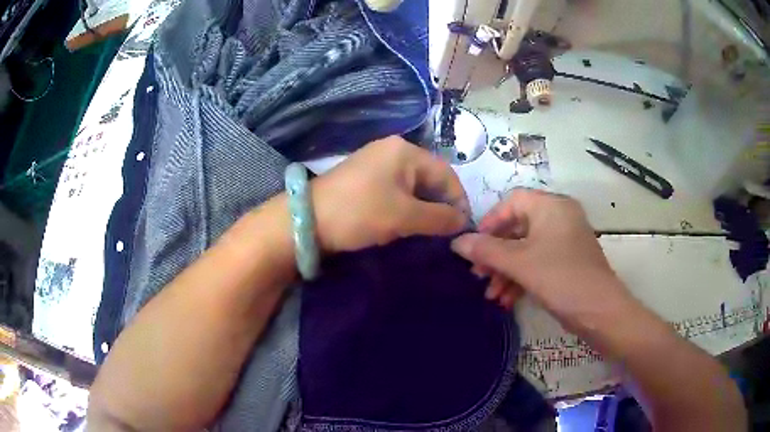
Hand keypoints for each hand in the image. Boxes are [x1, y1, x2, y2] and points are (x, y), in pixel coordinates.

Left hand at [312, 136, 469, 252]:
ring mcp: (376, 163)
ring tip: (429, 232)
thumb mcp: (404, 217)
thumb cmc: (359, 213)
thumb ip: (439, 218)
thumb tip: (463, 222)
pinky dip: (406, 207)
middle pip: (430, 178)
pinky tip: (407, 224)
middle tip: (446, 233)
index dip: (459, 201)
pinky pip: (396, 190)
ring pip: (413, 186)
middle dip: (441, 205)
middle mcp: (393, 150)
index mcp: (405, 151)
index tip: (463, 228)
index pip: (446, 174)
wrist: (307, 220)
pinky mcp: (365, 178)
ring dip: (424, 208)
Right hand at [450, 189, 635, 333]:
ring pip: (526, 249)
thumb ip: (486, 250)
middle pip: (517, 228)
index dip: (489, 222)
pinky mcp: (566, 262)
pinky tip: (506, 299)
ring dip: (505, 271)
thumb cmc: (561, 278)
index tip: (473, 246)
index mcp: (551, 206)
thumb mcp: (520, 263)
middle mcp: (559, 217)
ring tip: (491, 294)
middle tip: (478, 274)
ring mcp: (564, 241)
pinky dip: (521, 278)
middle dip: (495, 254)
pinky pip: (537, 262)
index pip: (512, 201)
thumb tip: (456, 242)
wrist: (600, 311)